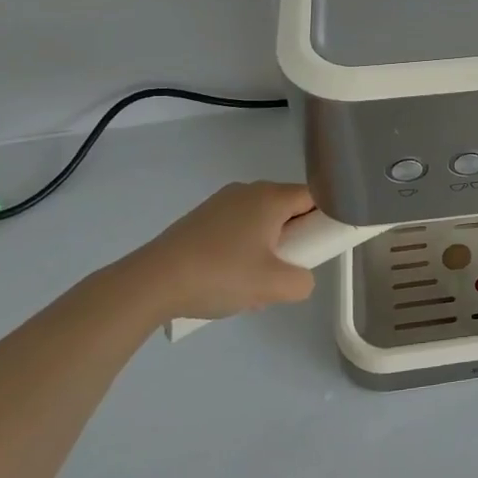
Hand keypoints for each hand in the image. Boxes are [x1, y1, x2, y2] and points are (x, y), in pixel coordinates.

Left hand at [107, 181, 317, 322]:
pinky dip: (244, 249)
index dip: (326, 219)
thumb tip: (300, 278)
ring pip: (262, 221)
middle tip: (288, 270)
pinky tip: (228, 279)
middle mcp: (248, 191)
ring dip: (268, 247)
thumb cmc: (220, 275)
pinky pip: (238, 228)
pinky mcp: (200, 219)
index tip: (322, 246)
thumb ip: (303, 282)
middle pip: (288, 208)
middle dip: (295, 239)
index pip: (316, 196)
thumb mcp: (274, 286)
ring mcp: (220, 203)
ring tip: (254, 282)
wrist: (150, 283)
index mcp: (271, 197)